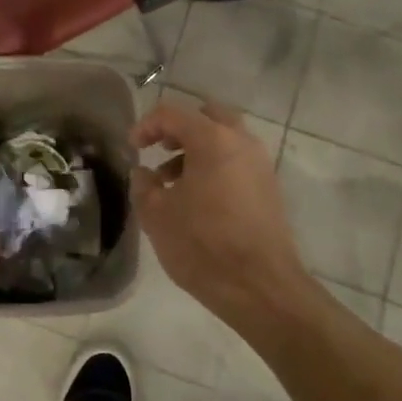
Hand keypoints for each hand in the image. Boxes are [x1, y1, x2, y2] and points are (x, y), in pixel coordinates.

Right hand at [130, 100, 315, 327]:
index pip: (173, 113)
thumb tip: (144, 172)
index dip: (147, 125)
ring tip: (172, 181)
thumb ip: (143, 186)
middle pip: (206, 116)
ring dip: (197, 149)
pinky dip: (215, 165)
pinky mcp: (269, 187)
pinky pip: (237, 160)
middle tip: (158, 149)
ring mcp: (260, 164)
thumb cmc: (203, 245)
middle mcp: (241, 142)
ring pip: (225, 138)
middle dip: (178, 128)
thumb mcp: (157, 216)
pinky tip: (197, 198)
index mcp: (212, 140)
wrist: (261, 286)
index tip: (132, 148)